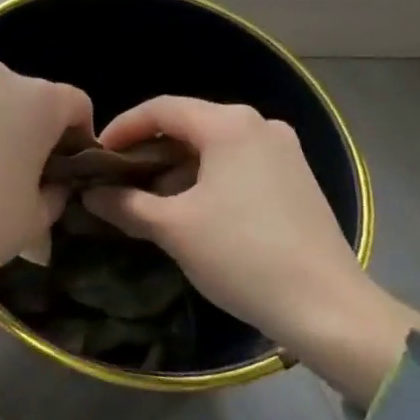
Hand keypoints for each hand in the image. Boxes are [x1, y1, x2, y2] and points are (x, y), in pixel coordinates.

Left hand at [0, 62, 92, 275]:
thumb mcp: (38, 217)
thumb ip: (56, 191)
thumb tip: (53, 182)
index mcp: (40, 100)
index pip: (77, 106)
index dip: (79, 137)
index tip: (68, 170)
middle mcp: (0, 78)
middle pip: (31, 97)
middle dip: (34, 127)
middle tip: (26, 170)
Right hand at [82, 96, 419, 400]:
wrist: (329, 310)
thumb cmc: (242, 255)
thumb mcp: (173, 229)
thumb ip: (125, 204)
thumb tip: (90, 194)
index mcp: (229, 124)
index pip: (160, 109)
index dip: (122, 128)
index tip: (96, 155)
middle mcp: (259, 125)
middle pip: (188, 124)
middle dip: (148, 151)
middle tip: (117, 179)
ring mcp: (283, 151)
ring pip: (213, 147)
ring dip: (176, 168)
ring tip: (148, 201)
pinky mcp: (296, 178)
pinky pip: (237, 164)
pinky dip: (206, 179)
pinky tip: (190, 210)